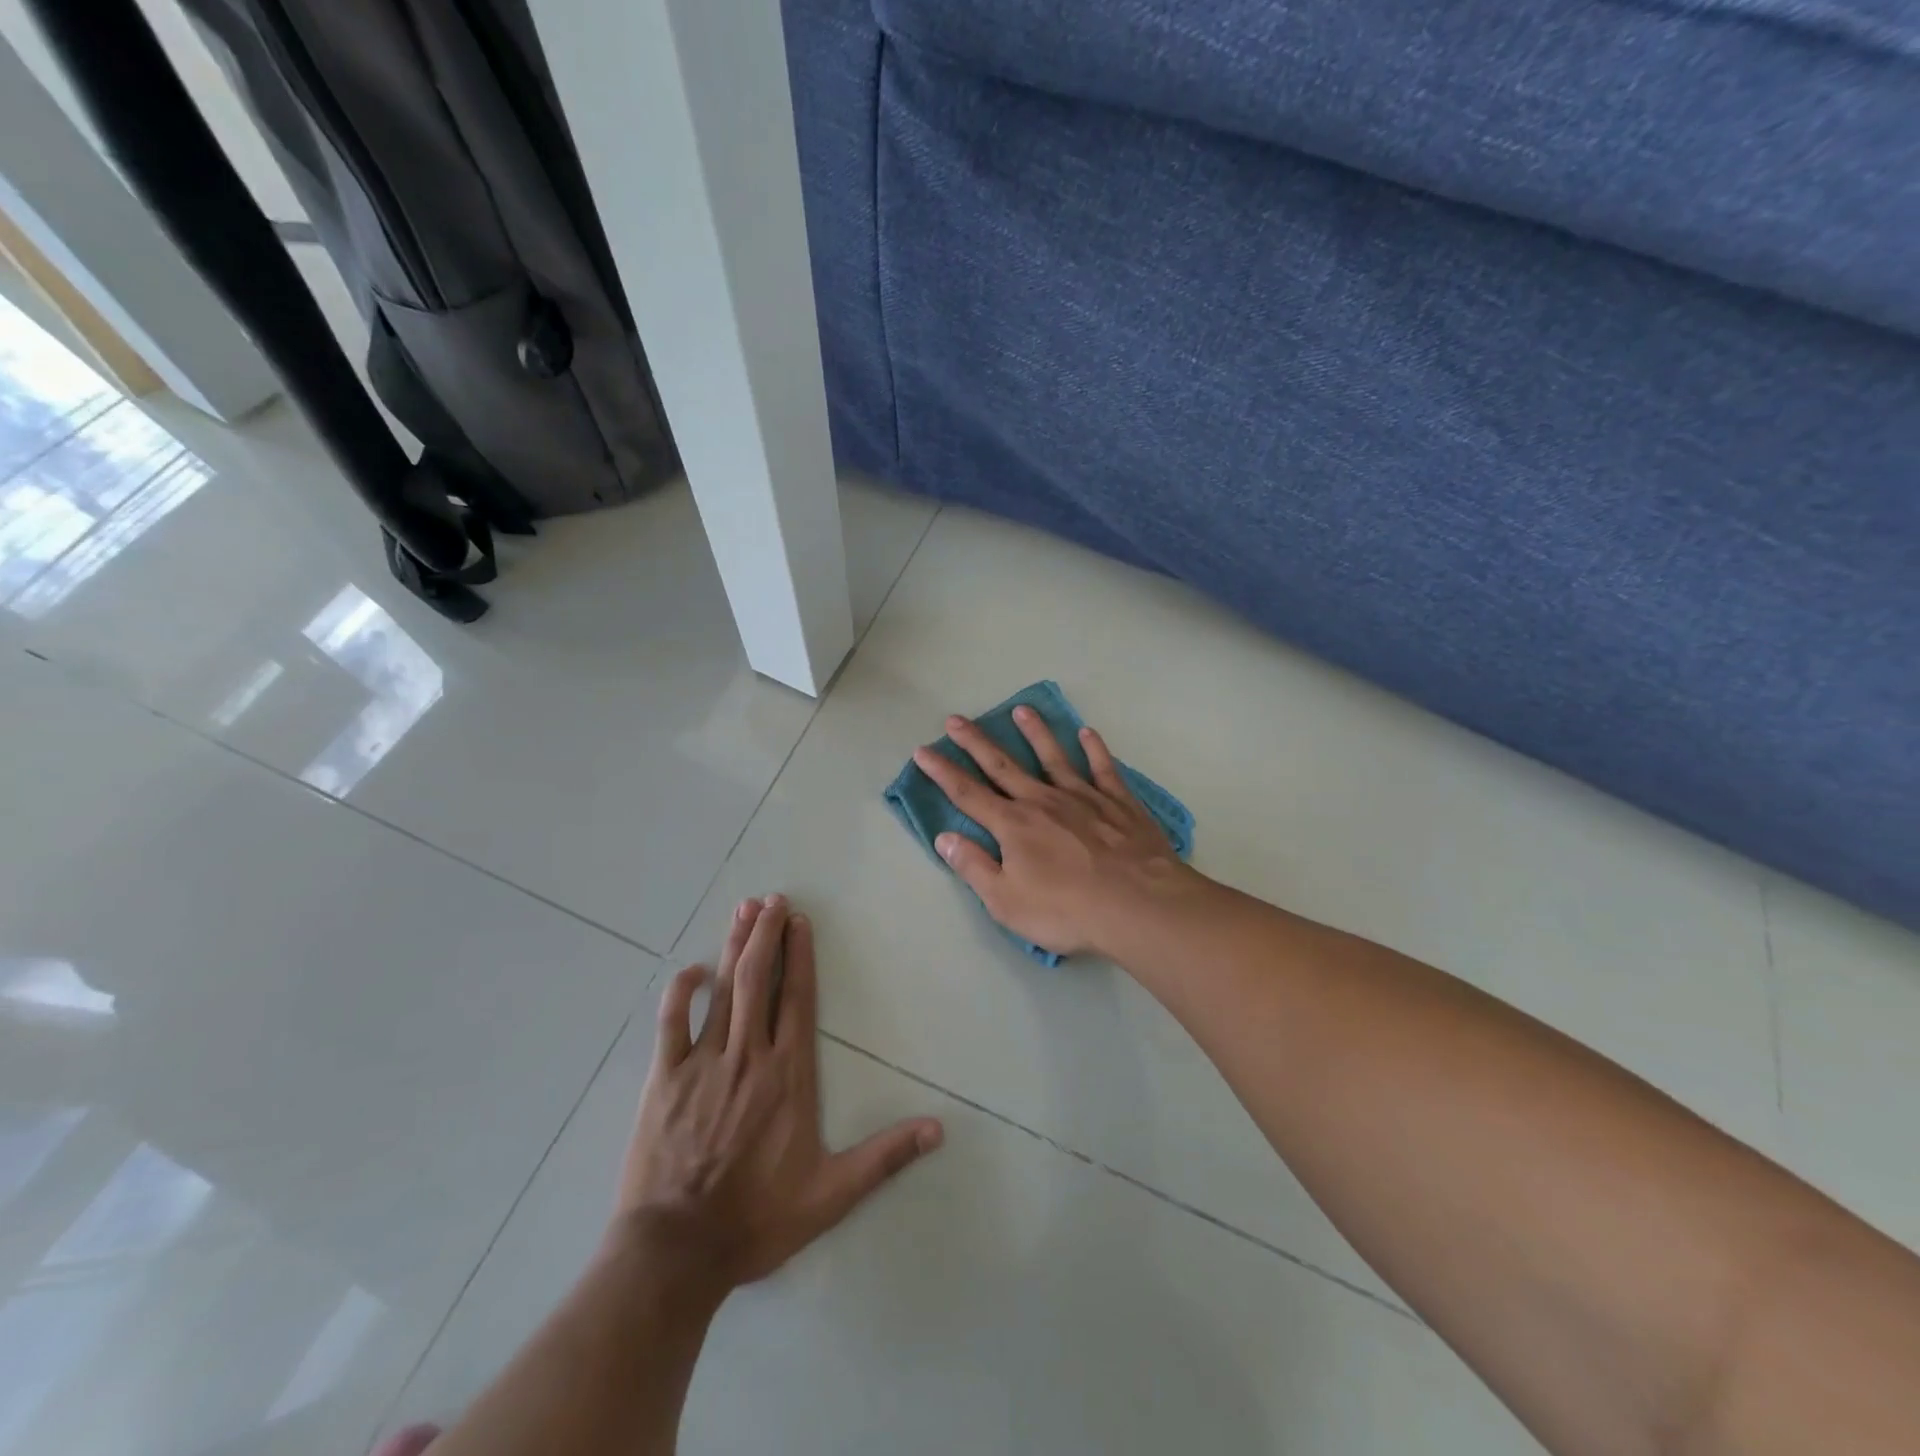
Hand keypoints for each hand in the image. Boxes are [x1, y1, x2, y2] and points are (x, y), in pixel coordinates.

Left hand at [614, 896, 943, 1302]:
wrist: (676, 1252)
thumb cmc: (756, 1219)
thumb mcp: (831, 1195)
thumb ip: (884, 1158)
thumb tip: (938, 1130)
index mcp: (788, 1074)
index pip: (798, 999)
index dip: (800, 956)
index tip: (800, 921)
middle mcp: (748, 1056)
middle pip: (760, 980)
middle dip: (765, 934)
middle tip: (771, 899)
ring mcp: (703, 1063)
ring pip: (723, 991)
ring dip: (734, 948)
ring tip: (743, 911)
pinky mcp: (664, 1080)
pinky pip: (672, 1023)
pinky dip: (681, 991)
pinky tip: (692, 969)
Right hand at [912, 709, 1198, 957]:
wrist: (1137, 905)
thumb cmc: (1066, 910)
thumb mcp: (1006, 902)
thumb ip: (974, 867)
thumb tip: (944, 838)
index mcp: (1013, 826)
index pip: (967, 794)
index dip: (942, 772)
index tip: (923, 750)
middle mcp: (1043, 801)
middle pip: (1003, 766)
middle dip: (976, 743)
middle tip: (956, 719)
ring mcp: (1083, 797)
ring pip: (1053, 757)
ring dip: (1035, 732)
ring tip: (1021, 709)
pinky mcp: (1118, 802)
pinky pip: (1103, 768)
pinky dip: (1094, 749)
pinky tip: (1087, 733)